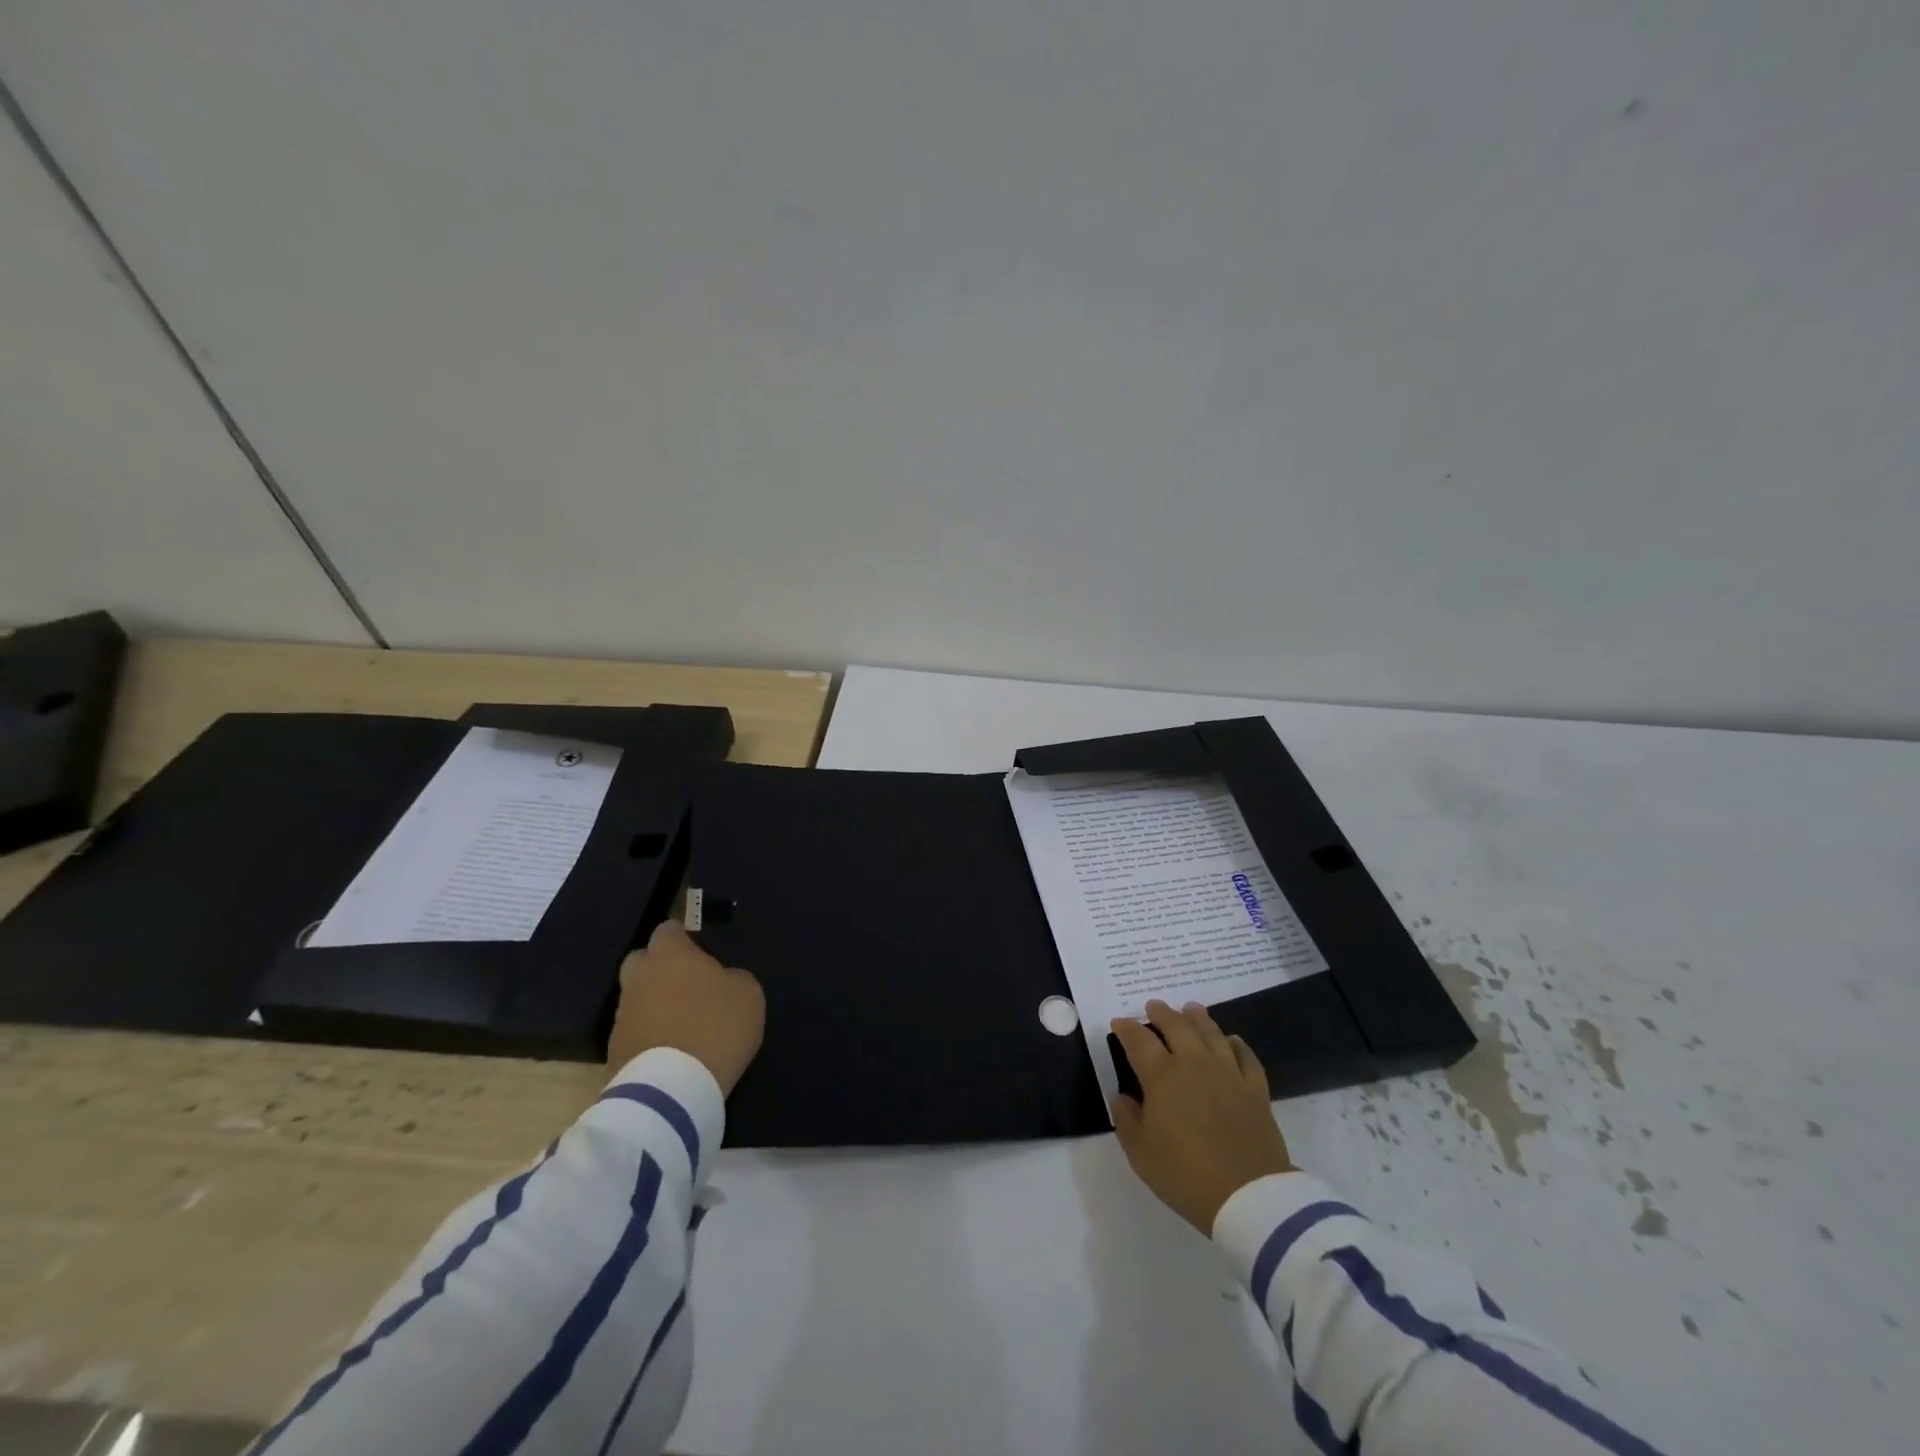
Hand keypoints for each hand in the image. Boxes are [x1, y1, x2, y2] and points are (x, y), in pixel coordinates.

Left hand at [607, 920, 764, 1094]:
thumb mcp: (748, 994)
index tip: (699, 950)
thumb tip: (721, 981)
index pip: (668, 930)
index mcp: (671, 956)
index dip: (682, 937)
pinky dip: (648, 1035)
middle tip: (685, 984)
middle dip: (658, 967)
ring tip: (680, 1023)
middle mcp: (640, 978)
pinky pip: (634, 1031)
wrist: (672, 1090)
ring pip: (636, 997)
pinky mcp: (613, 1051)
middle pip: (641, 960)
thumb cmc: (715, 1028)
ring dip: (654, 1004)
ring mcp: (622, 1015)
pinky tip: (669, 1049)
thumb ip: (732, 977)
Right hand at [1110, 1000, 1294, 1233]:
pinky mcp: (1255, 1090)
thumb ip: (1126, 1119)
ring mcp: (1228, 1074)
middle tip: (1154, 1006)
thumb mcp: (1140, 1153)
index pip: (1139, 1041)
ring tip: (1191, 1008)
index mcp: (1162, 1076)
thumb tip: (1121, 1096)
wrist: (1248, 1195)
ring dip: (1198, 1018)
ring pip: (1212, 1034)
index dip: (1126, 1028)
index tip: (1119, 1023)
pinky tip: (1232, 1041)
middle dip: (1162, 1013)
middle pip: (1177, 1026)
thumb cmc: (1184, 1174)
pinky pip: (1246, 1057)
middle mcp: (1194, 1064)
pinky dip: (1237, 1045)